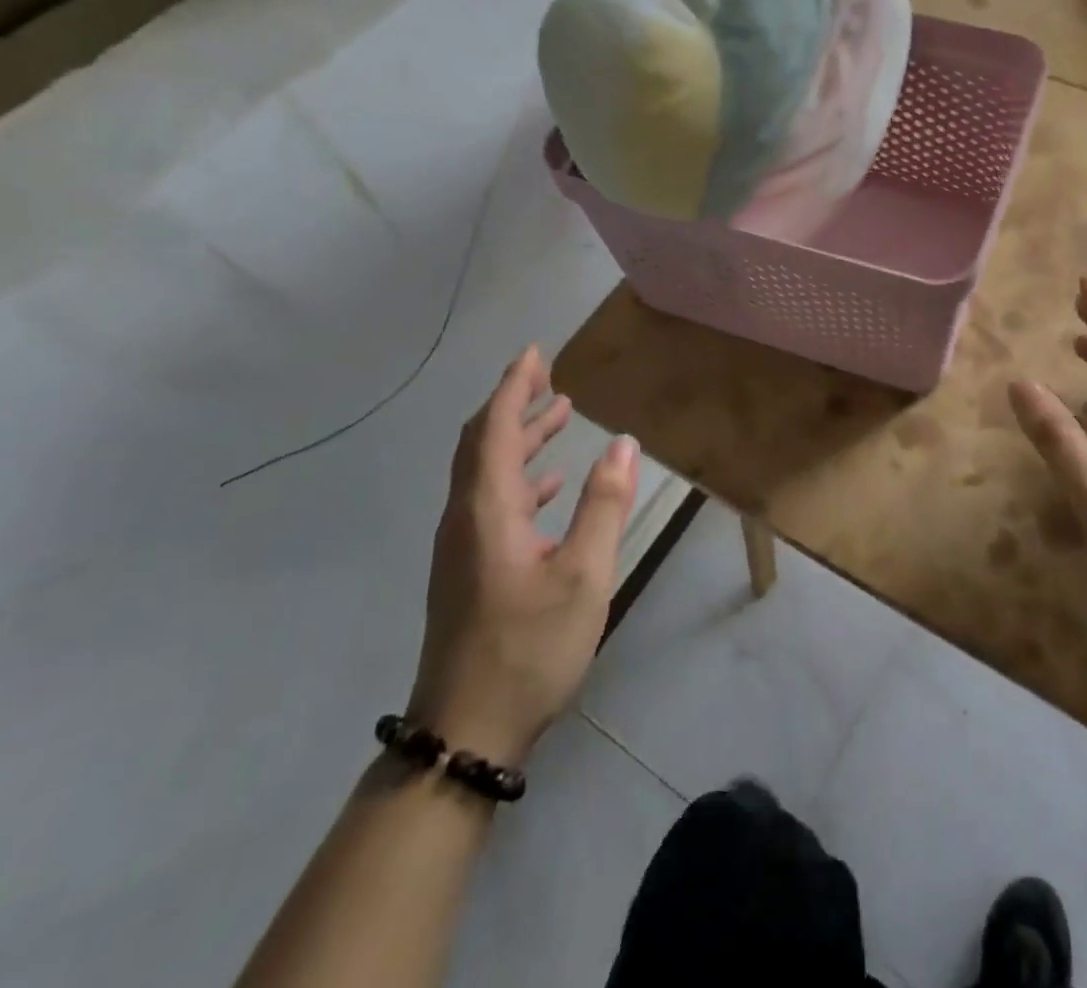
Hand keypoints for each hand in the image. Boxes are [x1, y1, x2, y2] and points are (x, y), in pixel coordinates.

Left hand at [407, 346, 638, 765]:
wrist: (465, 734)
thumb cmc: (528, 648)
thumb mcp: (583, 575)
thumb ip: (604, 505)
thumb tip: (624, 444)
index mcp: (487, 511)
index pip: (493, 429)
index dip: (513, 386)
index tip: (535, 352)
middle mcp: (465, 519)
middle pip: (481, 444)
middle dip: (512, 404)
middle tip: (548, 375)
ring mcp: (463, 548)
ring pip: (486, 474)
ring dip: (519, 439)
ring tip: (557, 416)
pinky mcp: (469, 571)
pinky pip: (491, 503)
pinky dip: (520, 478)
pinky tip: (550, 486)